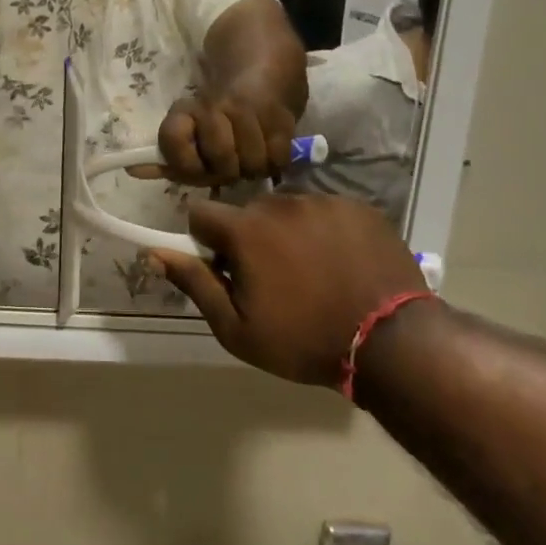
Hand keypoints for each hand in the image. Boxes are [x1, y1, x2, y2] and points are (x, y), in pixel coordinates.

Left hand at [137, 87, 296, 185]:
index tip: (194, 166)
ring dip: (251, 169)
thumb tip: (133, 170)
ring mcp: (251, 111)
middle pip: (220, 161)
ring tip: (249, 158)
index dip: (184, 163)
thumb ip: (165, 156)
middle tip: (228, 166)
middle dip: (225, 172)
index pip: (172, 139)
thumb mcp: (188, 128)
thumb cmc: (219, 109)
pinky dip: (272, 163)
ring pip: (250, 164)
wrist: (262, 63)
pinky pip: (276, 159)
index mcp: (188, 109)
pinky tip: (267, 152)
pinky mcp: (282, 116)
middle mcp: (217, 106)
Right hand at [151, 194, 430, 386]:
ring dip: (287, 232)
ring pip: (288, 209)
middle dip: (249, 237)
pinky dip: (325, 231)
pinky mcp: (358, 207)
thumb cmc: (303, 340)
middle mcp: (280, 203)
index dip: (205, 241)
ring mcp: (323, 201)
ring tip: (314, 272)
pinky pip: (326, 210)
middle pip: (247, 211)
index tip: (225, 269)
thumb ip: (194, 283)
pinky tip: (342, 263)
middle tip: (273, 278)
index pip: (201, 213)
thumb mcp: (236, 328)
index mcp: (245, 230)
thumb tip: (154, 252)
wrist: (391, 343)